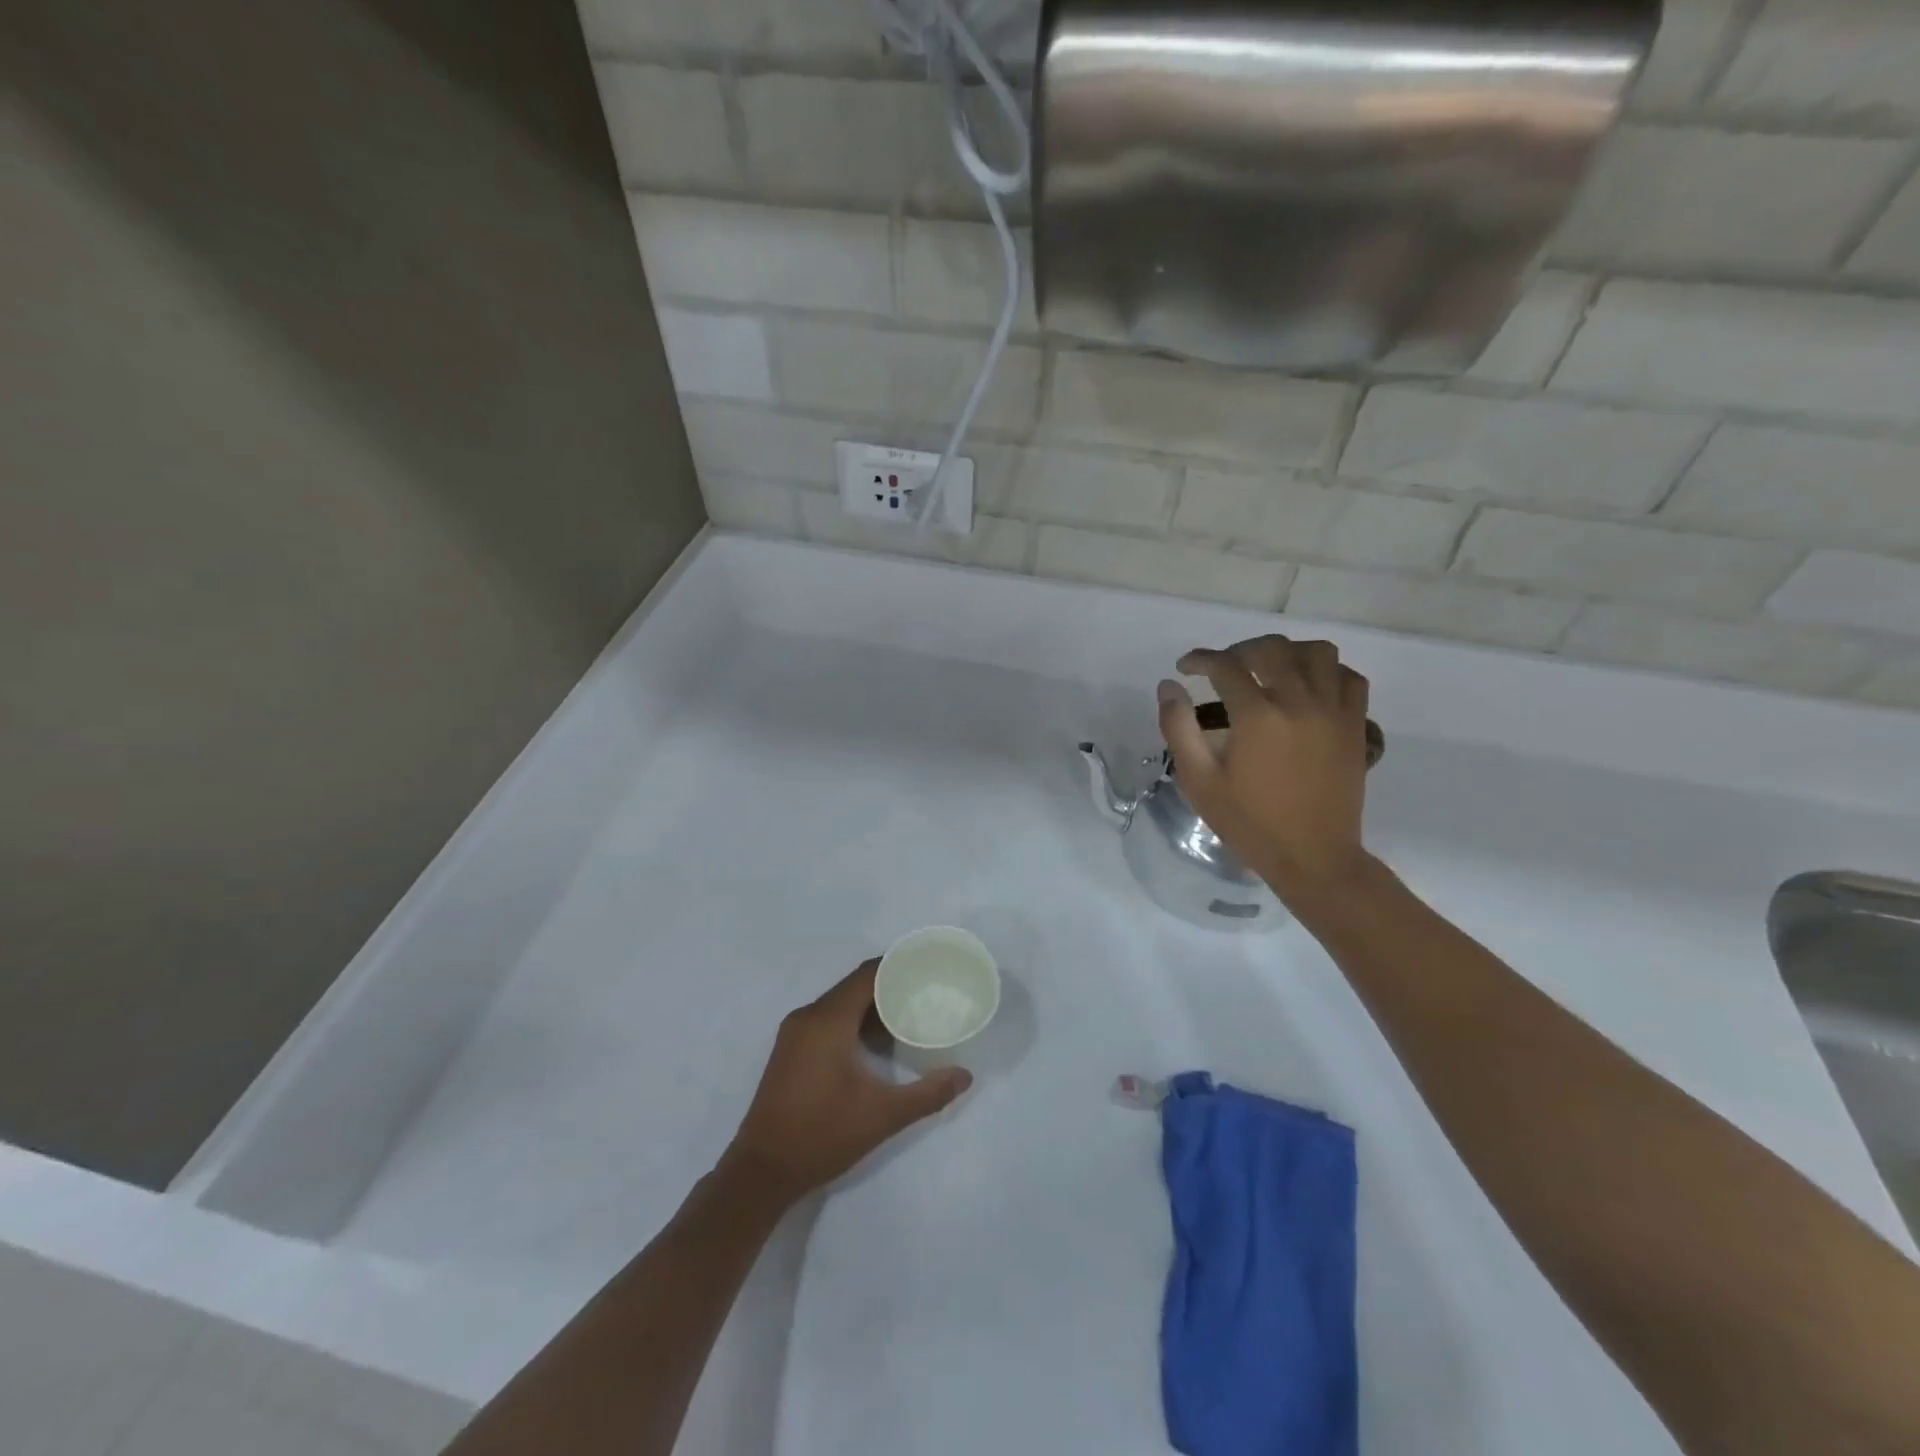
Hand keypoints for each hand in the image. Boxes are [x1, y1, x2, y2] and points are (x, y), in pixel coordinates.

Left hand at [724, 960, 972, 1202]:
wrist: (762, 1172)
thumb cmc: (822, 1135)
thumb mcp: (883, 1115)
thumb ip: (928, 1094)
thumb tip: (965, 1076)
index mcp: (828, 1020)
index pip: (868, 975)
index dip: (898, 966)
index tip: (928, 967)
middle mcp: (808, 1016)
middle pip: (854, 985)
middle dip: (890, 985)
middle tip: (926, 991)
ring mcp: (795, 1033)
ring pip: (840, 1002)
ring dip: (872, 1004)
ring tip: (908, 1013)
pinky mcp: (790, 1049)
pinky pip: (827, 1018)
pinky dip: (853, 1019)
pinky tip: (876, 1040)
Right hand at [1158, 635, 1372, 903]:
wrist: (1313, 857)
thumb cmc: (1249, 823)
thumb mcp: (1199, 781)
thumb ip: (1179, 728)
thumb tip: (1168, 686)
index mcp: (1257, 716)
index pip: (1225, 665)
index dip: (1200, 659)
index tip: (1185, 669)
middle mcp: (1299, 702)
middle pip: (1271, 649)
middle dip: (1240, 650)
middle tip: (1223, 669)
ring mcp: (1334, 711)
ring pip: (1317, 652)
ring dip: (1287, 652)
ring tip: (1268, 670)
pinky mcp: (1356, 725)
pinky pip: (1349, 678)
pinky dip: (1327, 671)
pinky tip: (1308, 687)